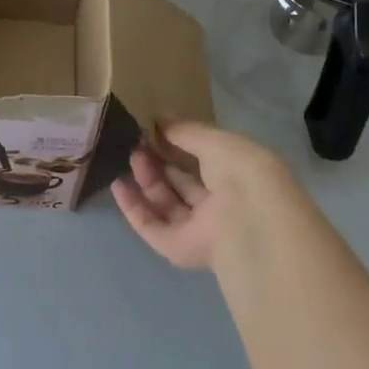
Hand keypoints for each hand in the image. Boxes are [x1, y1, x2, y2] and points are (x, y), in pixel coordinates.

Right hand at [114, 120, 297, 271]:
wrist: (249, 220)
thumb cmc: (241, 172)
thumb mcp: (215, 140)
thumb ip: (185, 131)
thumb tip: (159, 119)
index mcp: (238, 178)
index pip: (205, 160)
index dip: (180, 145)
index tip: (156, 129)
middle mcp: (220, 205)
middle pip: (182, 183)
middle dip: (159, 162)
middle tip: (139, 143)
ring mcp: (199, 229)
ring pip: (166, 204)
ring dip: (146, 180)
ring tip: (131, 156)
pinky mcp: (179, 249)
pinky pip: (151, 227)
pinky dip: (133, 208)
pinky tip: (118, 185)